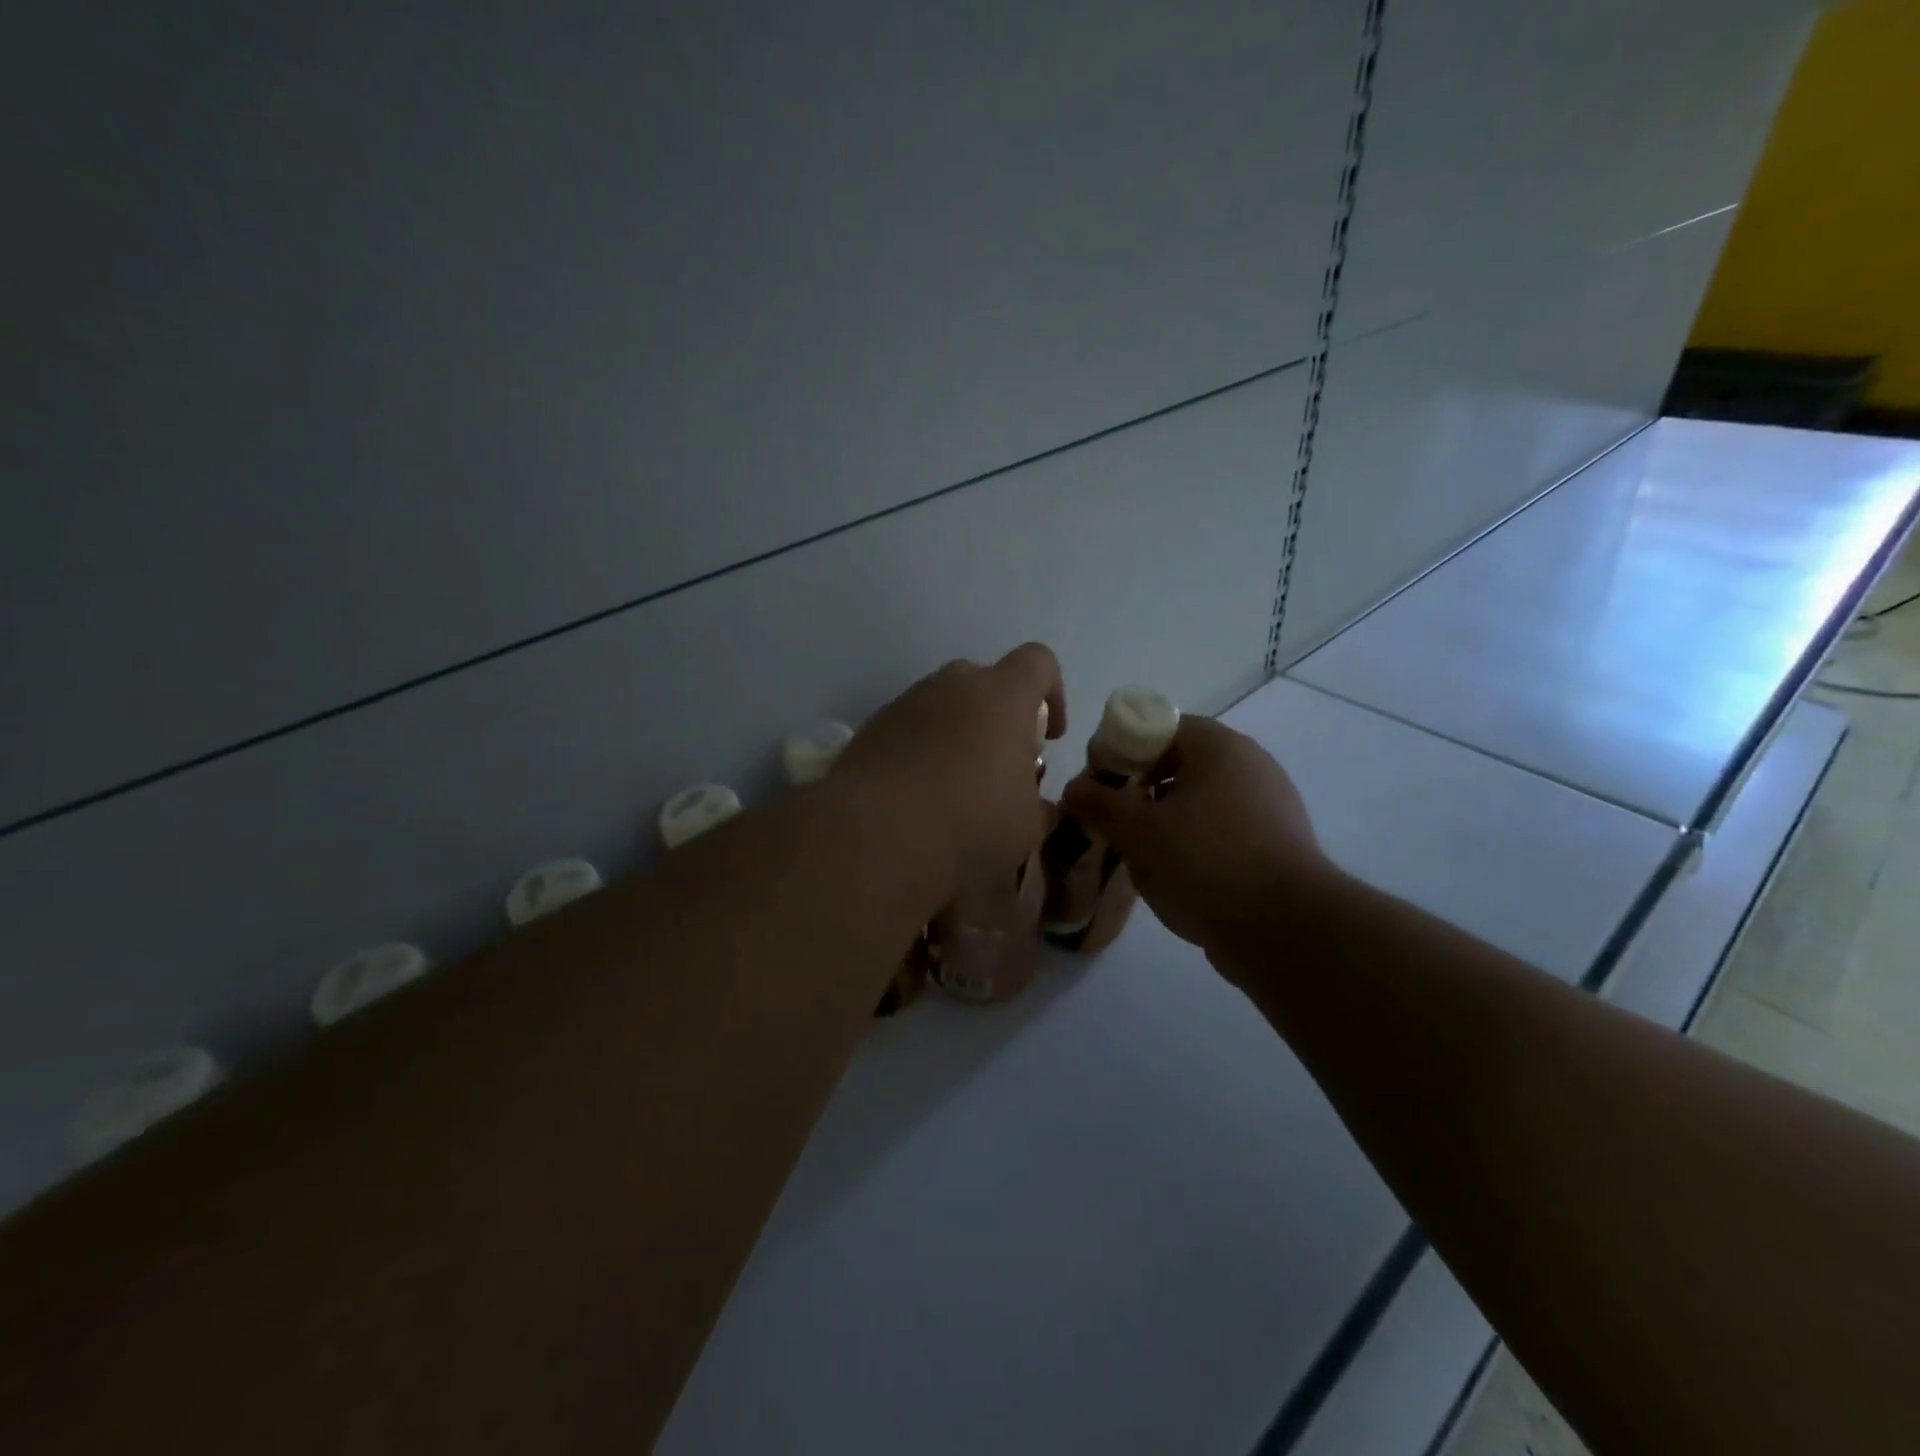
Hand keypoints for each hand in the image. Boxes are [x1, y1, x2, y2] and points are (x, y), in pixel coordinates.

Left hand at [836, 643, 1065, 888]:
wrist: (873, 837)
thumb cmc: (969, 823)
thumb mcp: (1025, 826)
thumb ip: (1037, 805)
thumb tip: (1037, 804)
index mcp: (1002, 696)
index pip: (1038, 662)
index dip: (1052, 693)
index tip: (1050, 737)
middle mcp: (952, 686)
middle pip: (986, 681)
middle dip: (999, 716)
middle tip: (1000, 764)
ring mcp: (906, 703)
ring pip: (943, 704)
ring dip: (957, 733)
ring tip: (955, 785)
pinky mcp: (871, 727)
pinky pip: (909, 727)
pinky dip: (921, 749)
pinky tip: (917, 793)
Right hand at [1060, 715, 1332, 967]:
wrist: (1285, 928)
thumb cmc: (1203, 862)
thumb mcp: (1136, 831)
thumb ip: (1098, 803)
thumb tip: (1074, 788)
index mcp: (1218, 746)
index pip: (1158, 727)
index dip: (1120, 750)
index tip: (1098, 784)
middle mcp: (1250, 764)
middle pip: (1180, 762)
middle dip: (1140, 788)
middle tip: (1114, 820)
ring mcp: (1271, 804)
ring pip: (1202, 799)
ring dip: (1166, 818)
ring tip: (1141, 853)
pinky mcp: (1279, 843)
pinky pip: (1224, 829)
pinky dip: (1196, 842)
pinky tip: (1179, 874)